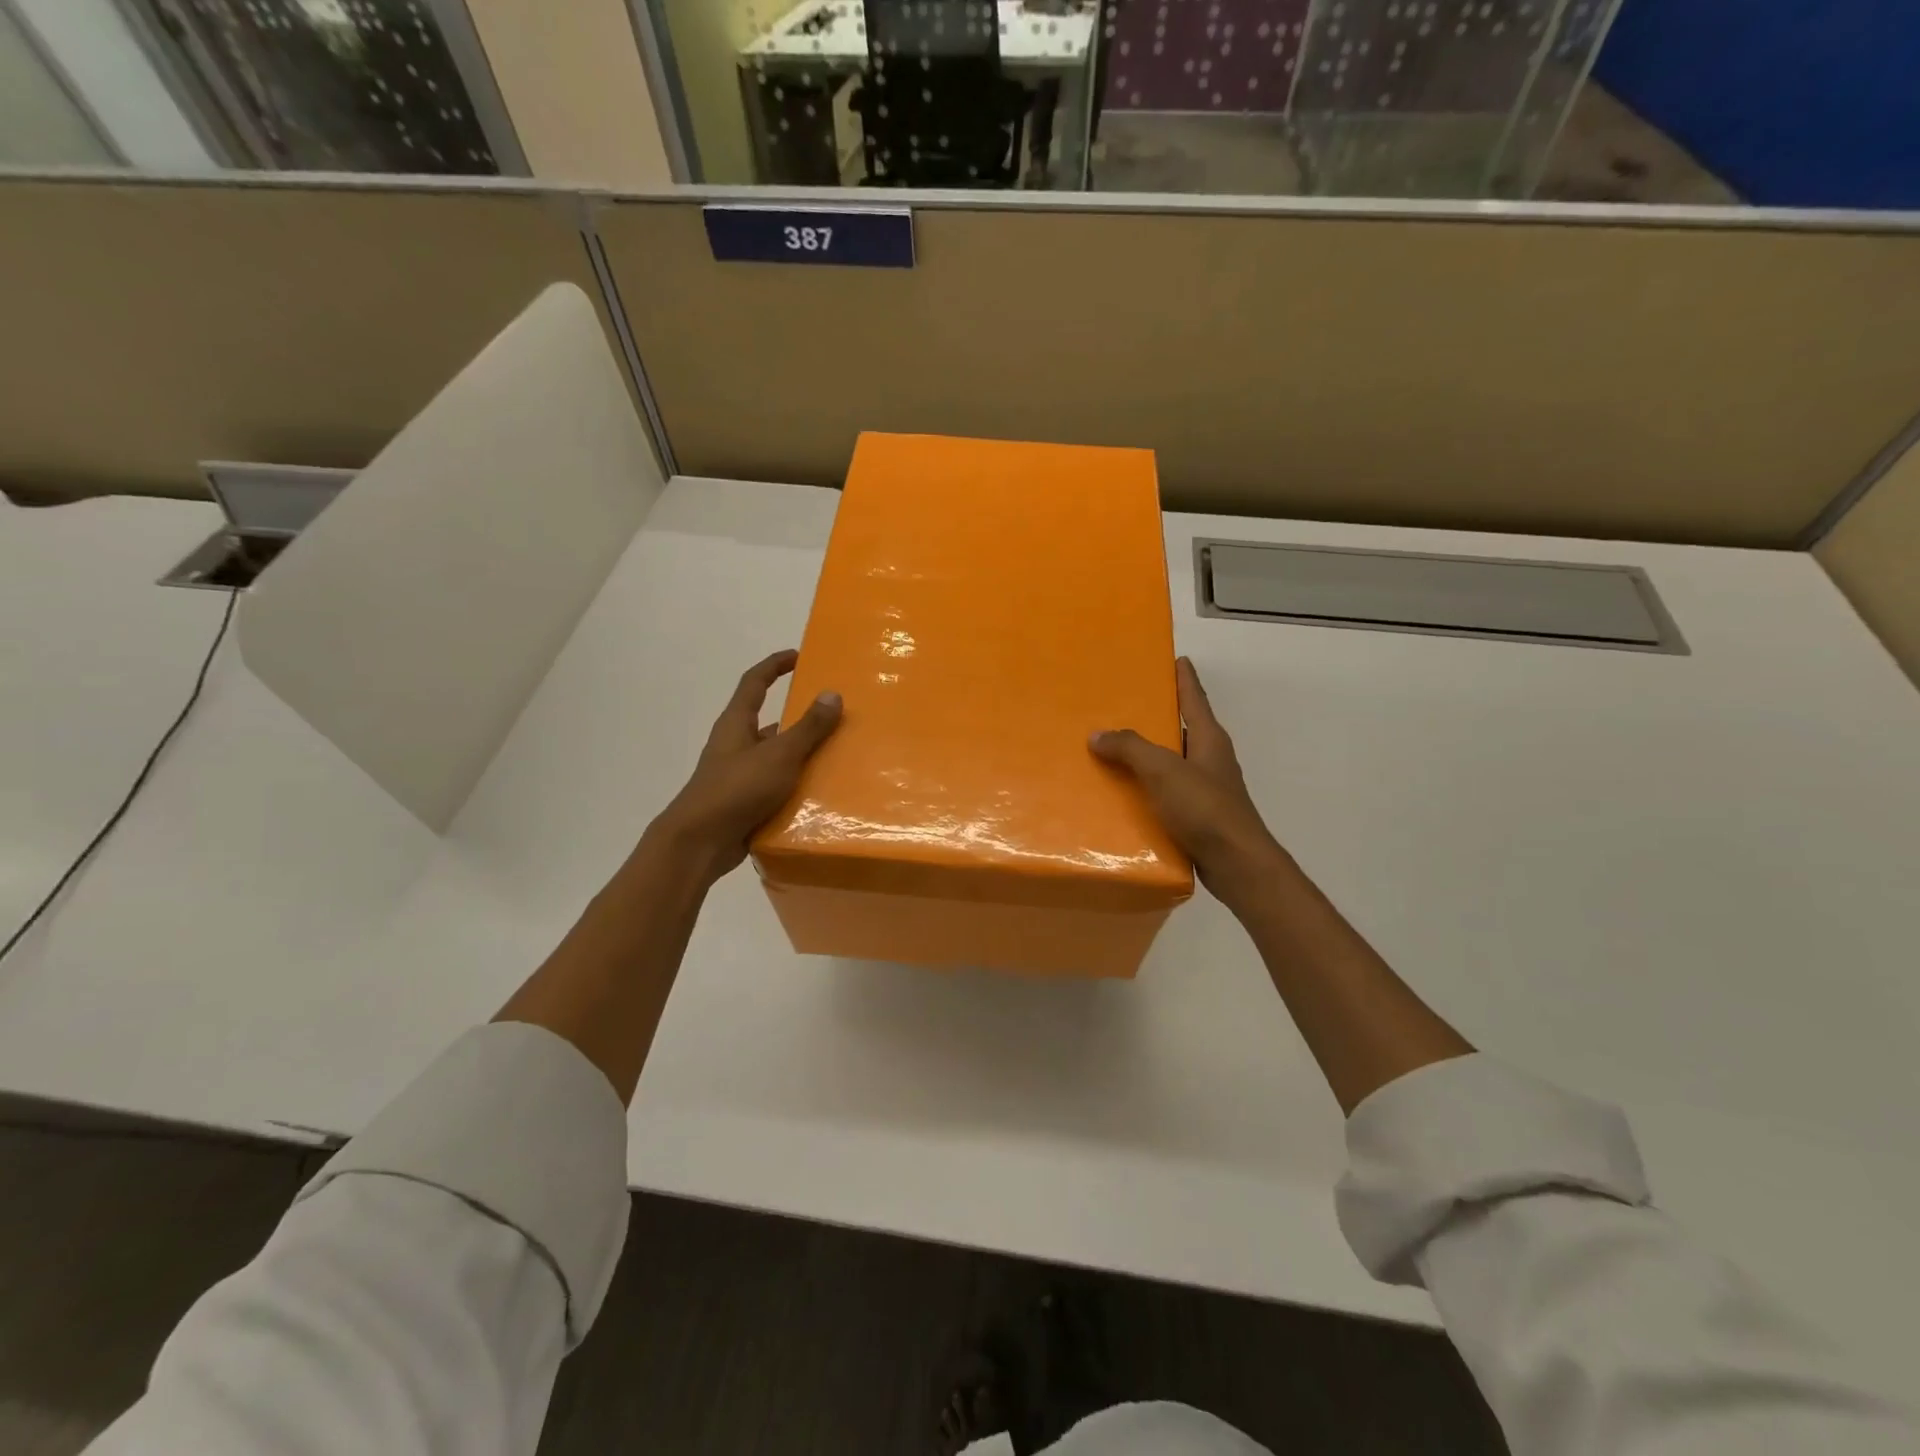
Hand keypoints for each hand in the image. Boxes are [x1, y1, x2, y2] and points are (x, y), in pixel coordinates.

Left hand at [651, 649, 841, 882]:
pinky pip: (777, 785)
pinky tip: (823, 791)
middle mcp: (736, 744)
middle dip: (800, 716)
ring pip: (777, 756)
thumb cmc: (736, 789)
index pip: (755, 682)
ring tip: (840, 753)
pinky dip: (798, 784)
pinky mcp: (746, 802)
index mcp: (737, 724)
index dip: (775, 665)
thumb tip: (832, 694)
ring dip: (803, 753)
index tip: (799, 655)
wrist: (700, 844)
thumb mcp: (779, 755)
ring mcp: (740, 774)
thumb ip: (808, 727)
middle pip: (770, 720)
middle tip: (835, 713)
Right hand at [1090, 656, 1284, 904]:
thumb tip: (1097, 734)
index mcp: (1209, 739)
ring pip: (1171, 764)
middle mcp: (1210, 759)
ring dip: (1146, 758)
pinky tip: (1122, 796)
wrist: (1237, 864)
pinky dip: (1147, 790)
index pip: (1194, 698)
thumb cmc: (1205, 809)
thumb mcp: (1163, 771)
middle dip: (1155, 718)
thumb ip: (1130, 748)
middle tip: (1121, 706)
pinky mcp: (1198, 816)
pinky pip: (1166, 794)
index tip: (1176, 658)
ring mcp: (1206, 789)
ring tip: (1110, 751)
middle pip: (1181, 729)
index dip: (1184, 677)